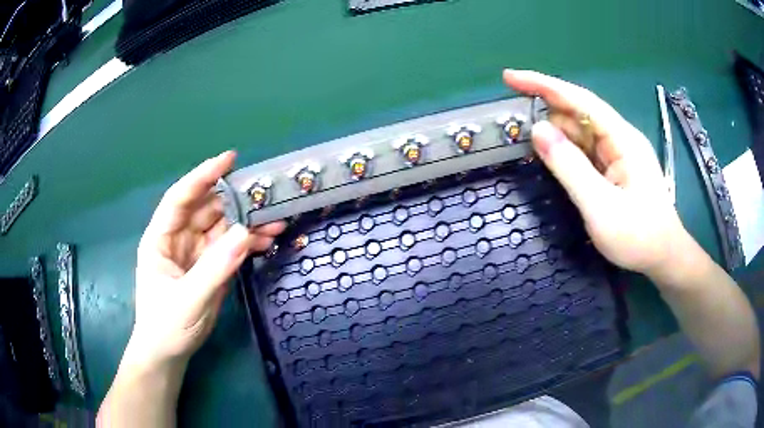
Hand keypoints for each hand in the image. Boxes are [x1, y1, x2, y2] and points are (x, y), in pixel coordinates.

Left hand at [129, 151, 284, 366]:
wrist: (168, 353)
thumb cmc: (166, 326)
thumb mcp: (188, 300)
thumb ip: (215, 269)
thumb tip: (244, 233)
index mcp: (161, 238)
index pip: (180, 199)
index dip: (202, 176)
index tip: (229, 159)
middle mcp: (178, 239)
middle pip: (207, 210)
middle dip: (235, 201)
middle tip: (266, 195)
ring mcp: (195, 253)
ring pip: (223, 228)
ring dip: (247, 223)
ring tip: (275, 221)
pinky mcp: (210, 267)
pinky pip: (231, 248)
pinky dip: (248, 243)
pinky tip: (267, 241)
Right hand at [503, 70, 686, 277]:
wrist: (664, 258)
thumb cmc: (638, 236)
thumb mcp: (601, 206)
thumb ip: (570, 167)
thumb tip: (537, 130)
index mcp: (621, 139)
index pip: (580, 100)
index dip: (544, 85)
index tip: (510, 78)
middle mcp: (619, 139)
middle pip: (578, 113)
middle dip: (546, 110)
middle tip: (512, 120)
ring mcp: (618, 154)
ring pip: (580, 134)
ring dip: (554, 133)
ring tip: (525, 139)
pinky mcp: (615, 170)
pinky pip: (585, 152)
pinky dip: (566, 151)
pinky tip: (550, 156)